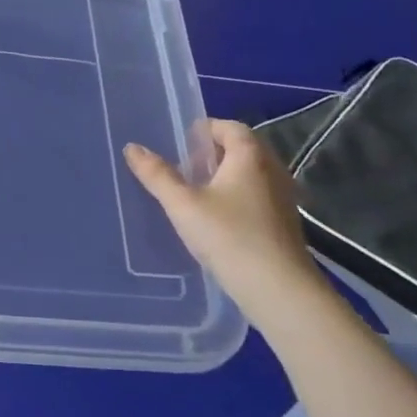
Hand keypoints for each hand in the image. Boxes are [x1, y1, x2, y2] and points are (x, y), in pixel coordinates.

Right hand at [124, 121, 326, 319]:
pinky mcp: (284, 223)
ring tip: (196, 194)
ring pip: (251, 174)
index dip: (205, 129)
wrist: (277, 288)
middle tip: (184, 168)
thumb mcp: (182, 204)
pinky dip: (237, 196)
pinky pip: (258, 195)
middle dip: (213, 153)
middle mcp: (272, 171)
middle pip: (243, 148)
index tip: (181, 143)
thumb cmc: (228, 236)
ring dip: (225, 176)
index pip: (230, 127)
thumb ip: (157, 175)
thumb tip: (132, 147)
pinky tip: (217, 219)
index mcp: (250, 158)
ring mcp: (283, 198)